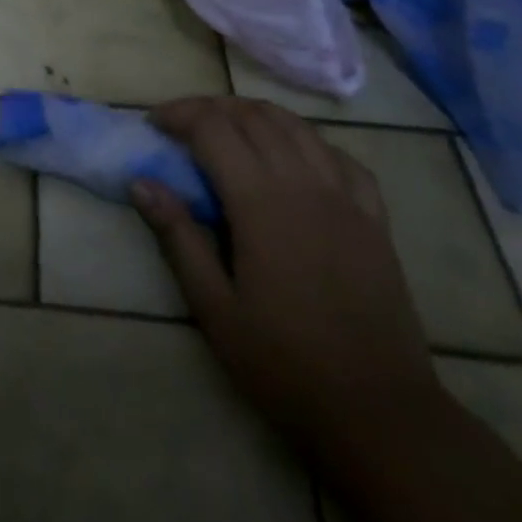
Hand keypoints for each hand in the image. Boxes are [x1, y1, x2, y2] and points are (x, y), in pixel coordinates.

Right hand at [131, 97, 439, 446]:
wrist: (380, 413)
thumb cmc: (285, 363)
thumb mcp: (215, 308)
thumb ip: (178, 237)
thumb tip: (141, 182)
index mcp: (260, 202)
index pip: (212, 128)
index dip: (178, 114)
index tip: (153, 124)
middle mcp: (303, 183)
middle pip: (252, 116)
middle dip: (210, 108)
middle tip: (181, 124)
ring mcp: (345, 198)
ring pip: (296, 126)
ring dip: (255, 114)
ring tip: (229, 127)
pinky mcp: (375, 218)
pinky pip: (340, 156)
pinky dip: (308, 141)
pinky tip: (294, 156)